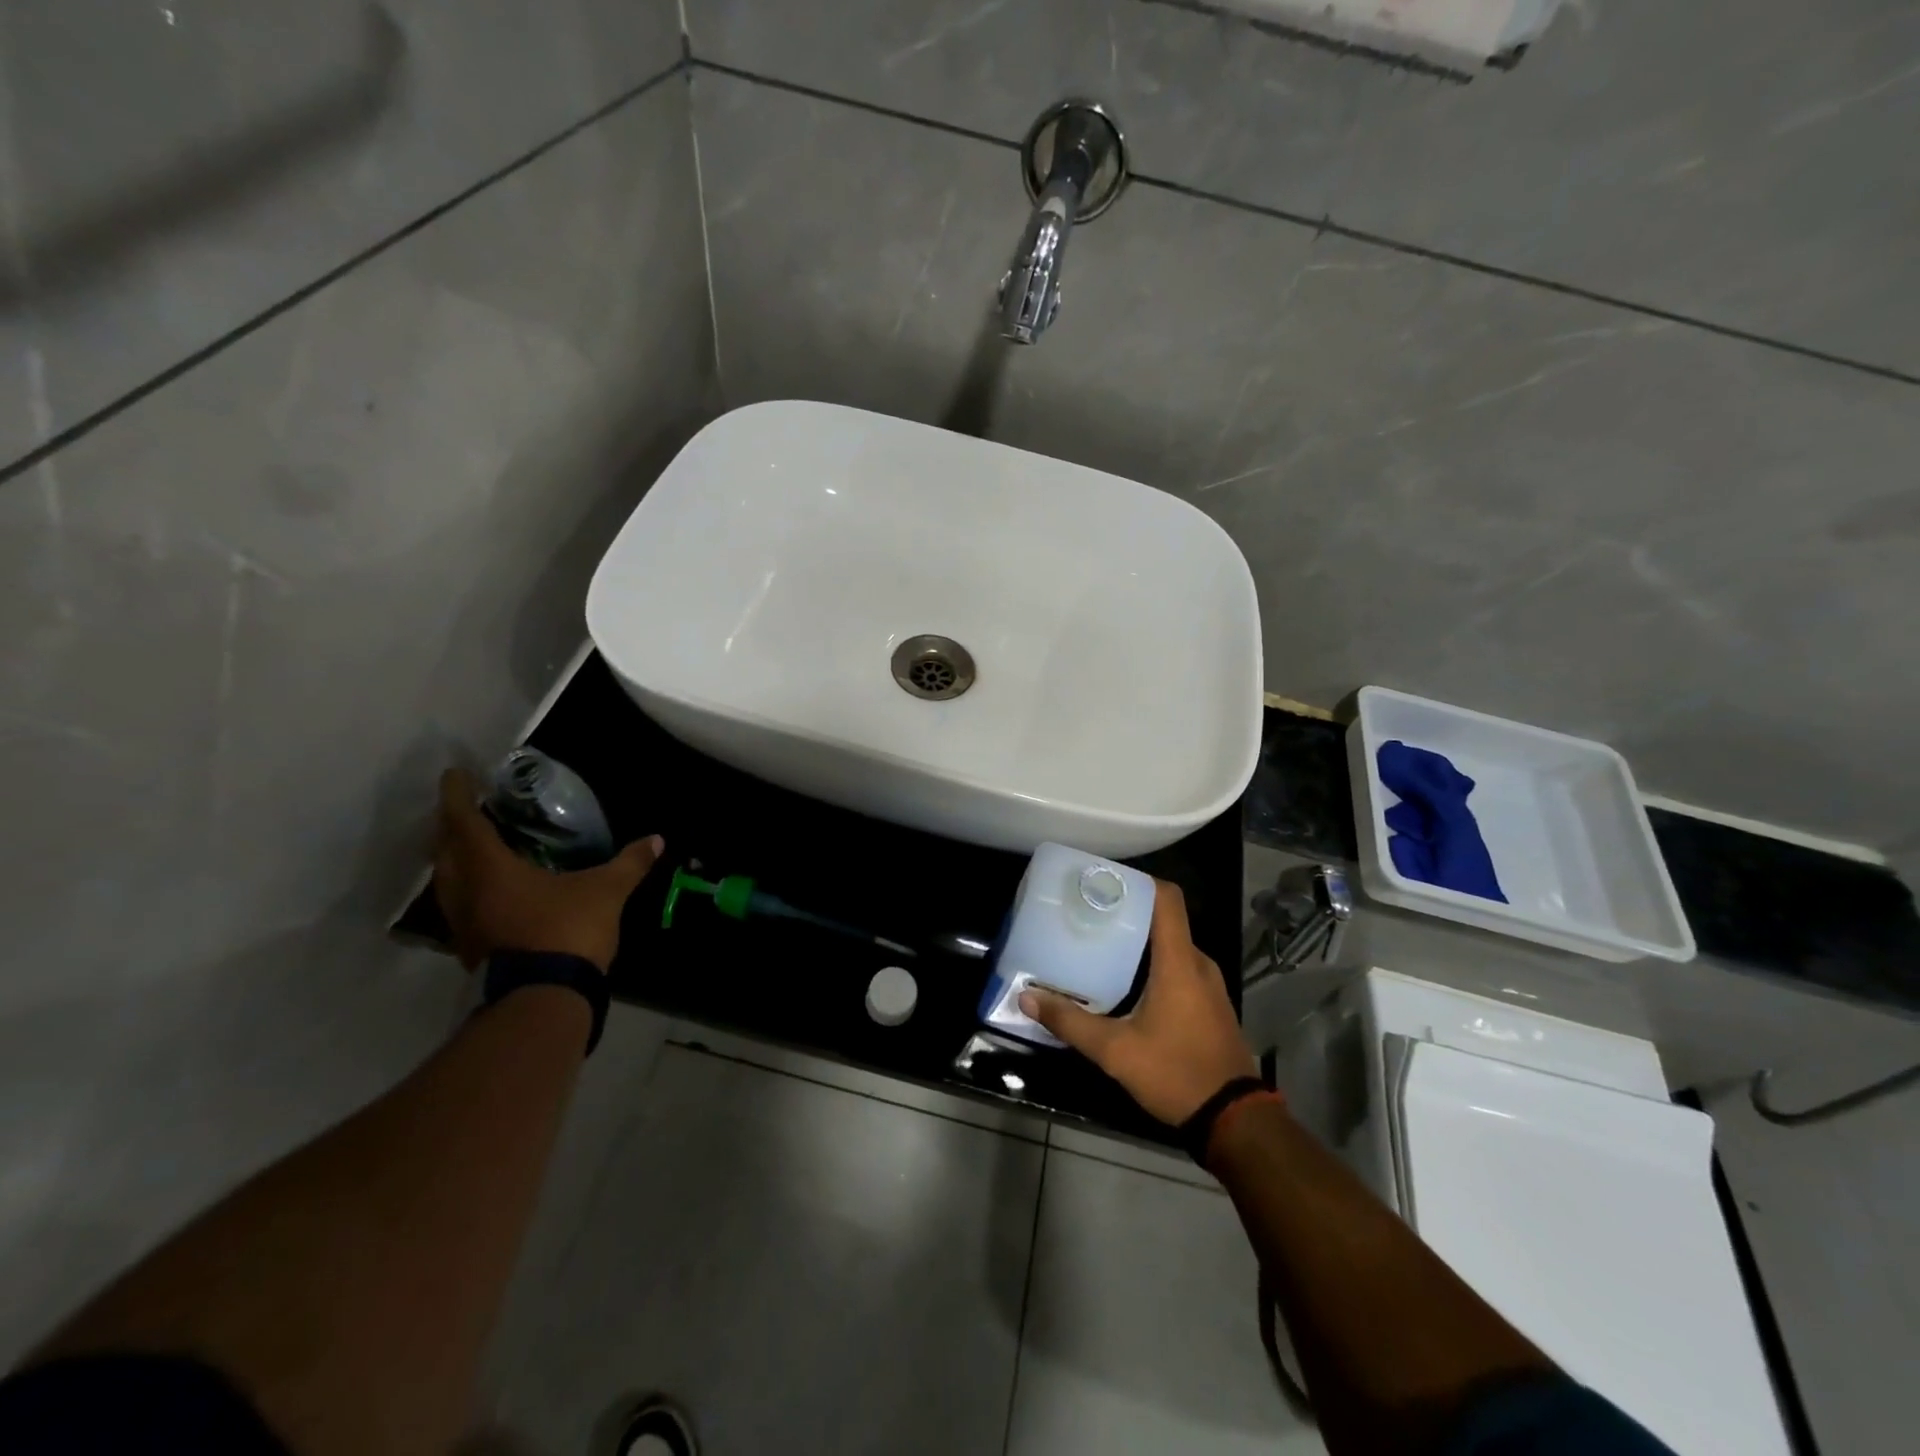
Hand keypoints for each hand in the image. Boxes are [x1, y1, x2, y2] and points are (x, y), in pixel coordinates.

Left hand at [432, 768, 662, 972]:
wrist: (544, 998)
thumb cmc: (567, 931)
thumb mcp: (607, 892)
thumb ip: (629, 864)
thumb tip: (657, 840)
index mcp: (491, 870)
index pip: (465, 823)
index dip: (458, 796)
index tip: (453, 775)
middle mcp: (466, 893)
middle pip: (445, 851)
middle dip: (451, 827)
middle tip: (466, 810)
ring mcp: (464, 925)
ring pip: (447, 882)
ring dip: (455, 860)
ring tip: (474, 847)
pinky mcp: (471, 949)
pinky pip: (460, 906)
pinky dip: (468, 888)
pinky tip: (488, 891)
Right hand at [1021, 881, 1256, 1124]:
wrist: (1234, 1120)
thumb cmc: (1175, 1074)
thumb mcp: (1115, 1051)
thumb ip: (1070, 1021)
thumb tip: (1028, 998)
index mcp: (1179, 962)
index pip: (1167, 898)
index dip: (1137, 882)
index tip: (1103, 882)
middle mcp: (1198, 963)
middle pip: (1164, 919)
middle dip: (1128, 912)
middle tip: (1088, 915)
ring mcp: (1209, 984)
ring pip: (1171, 945)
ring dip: (1140, 940)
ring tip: (1100, 944)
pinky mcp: (1210, 1003)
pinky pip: (1180, 967)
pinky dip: (1154, 963)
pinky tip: (1126, 981)